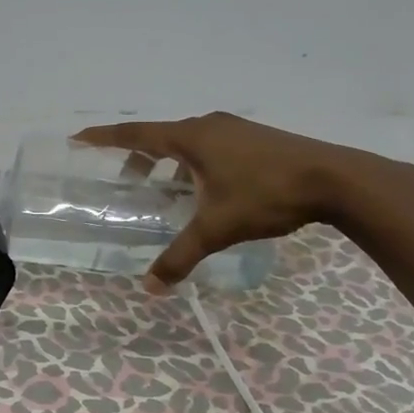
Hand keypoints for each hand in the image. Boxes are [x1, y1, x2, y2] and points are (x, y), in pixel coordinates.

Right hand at [74, 113, 413, 286]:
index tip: (78, 138)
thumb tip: (151, 286)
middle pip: (161, 139)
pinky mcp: (256, 139)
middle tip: (128, 185)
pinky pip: (211, 148)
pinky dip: (195, 165)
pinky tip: (207, 193)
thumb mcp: (218, 228)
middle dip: (139, 160)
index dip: (104, 138)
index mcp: (192, 138)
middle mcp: (209, 126)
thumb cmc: (266, 195)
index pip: (136, 134)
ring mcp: (236, 130)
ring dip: (170, 165)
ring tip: (167, 195)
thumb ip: (181, 256)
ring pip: (189, 144)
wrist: (335, 179)